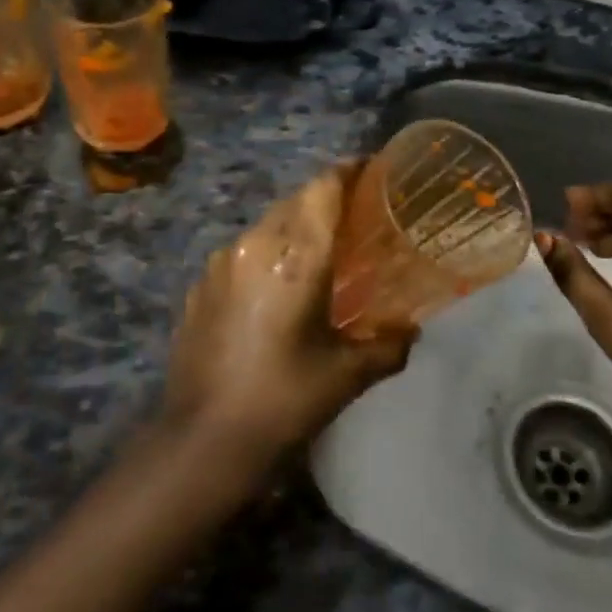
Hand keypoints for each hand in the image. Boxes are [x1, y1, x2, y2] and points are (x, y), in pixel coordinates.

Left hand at [163, 163, 415, 463]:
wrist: (202, 441)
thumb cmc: (283, 401)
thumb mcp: (345, 376)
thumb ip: (386, 346)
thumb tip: (411, 332)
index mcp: (296, 256)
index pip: (323, 189)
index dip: (347, 171)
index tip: (369, 169)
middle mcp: (255, 244)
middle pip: (295, 202)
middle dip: (324, 200)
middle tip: (353, 219)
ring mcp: (221, 263)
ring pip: (266, 225)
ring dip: (293, 229)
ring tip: (315, 256)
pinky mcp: (200, 285)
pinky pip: (241, 253)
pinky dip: (264, 256)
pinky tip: (273, 290)